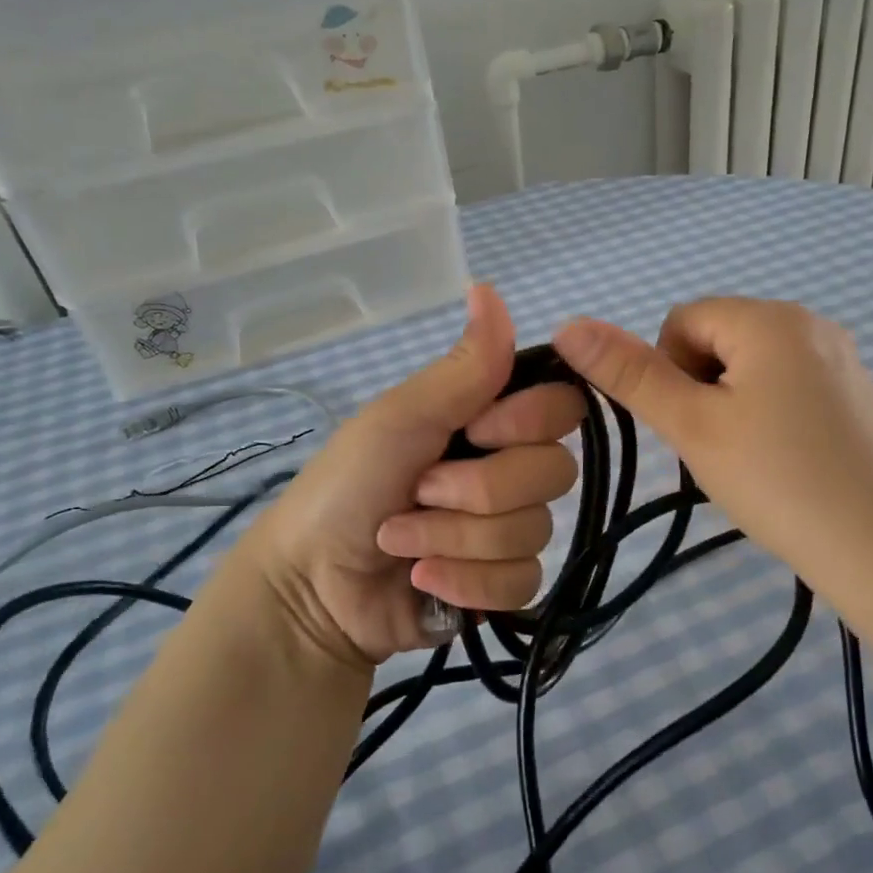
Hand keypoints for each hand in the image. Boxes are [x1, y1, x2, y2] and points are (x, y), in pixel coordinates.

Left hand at [228, 284, 585, 669]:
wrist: (310, 584)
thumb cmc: (347, 485)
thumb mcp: (402, 418)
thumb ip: (464, 367)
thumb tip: (488, 287)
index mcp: (490, 422)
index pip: (562, 408)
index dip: (529, 422)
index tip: (476, 430)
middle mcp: (509, 470)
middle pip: (554, 473)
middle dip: (477, 490)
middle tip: (419, 491)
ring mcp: (508, 530)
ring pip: (535, 531)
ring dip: (456, 539)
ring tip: (401, 541)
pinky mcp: (502, 585)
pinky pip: (523, 580)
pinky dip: (466, 582)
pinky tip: (424, 580)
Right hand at [552, 298, 872, 589]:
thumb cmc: (775, 479)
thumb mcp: (691, 425)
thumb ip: (630, 374)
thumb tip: (569, 325)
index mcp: (771, 318)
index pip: (683, 320)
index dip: (668, 372)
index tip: (690, 426)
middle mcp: (812, 322)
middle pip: (720, 338)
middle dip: (702, 386)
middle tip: (718, 446)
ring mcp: (842, 358)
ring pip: (754, 365)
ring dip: (733, 402)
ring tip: (751, 458)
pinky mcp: (858, 394)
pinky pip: (791, 385)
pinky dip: (772, 414)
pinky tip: (786, 461)